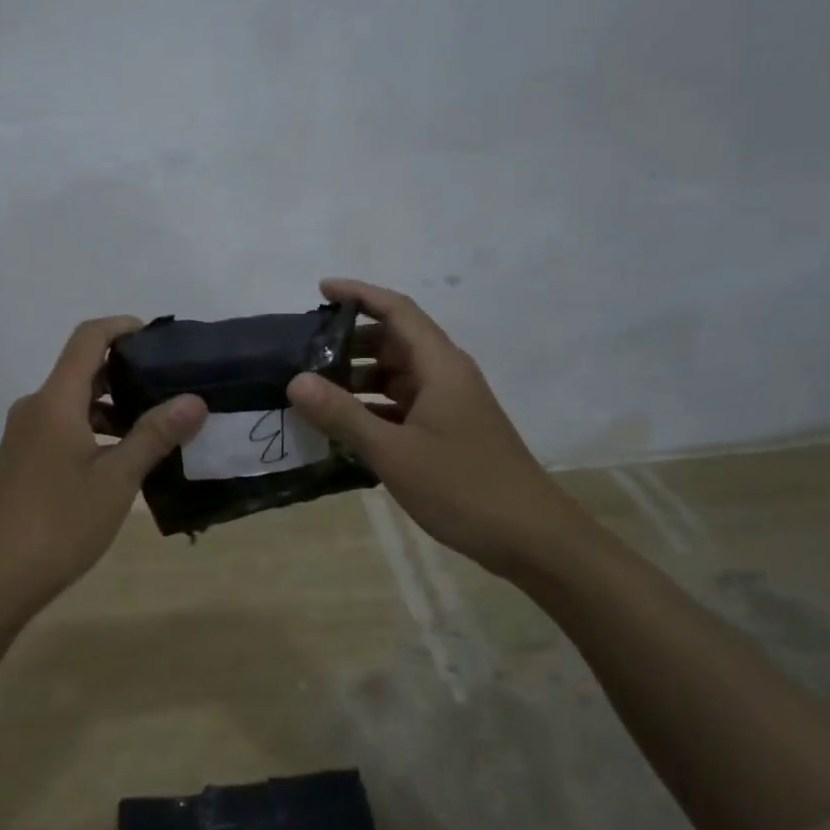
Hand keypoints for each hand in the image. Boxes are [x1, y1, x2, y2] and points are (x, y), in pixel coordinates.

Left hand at [0, 316, 205, 608]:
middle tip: (171, 387)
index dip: (122, 327)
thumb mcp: (116, 480)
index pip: (88, 338)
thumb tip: (194, 399)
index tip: (159, 338)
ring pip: (74, 401)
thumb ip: (154, 434)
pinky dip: (94, 429)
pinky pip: (63, 425)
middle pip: (82, 368)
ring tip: (156, 427)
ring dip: (112, 406)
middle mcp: (36, 406)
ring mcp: (25, 434)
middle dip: (126, 371)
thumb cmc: (59, 524)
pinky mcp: (23, 458)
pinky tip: (123, 458)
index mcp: (55, 400)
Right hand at [287, 278, 585, 575]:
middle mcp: (446, 375)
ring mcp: (450, 405)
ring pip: (397, 375)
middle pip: (394, 341)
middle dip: (350, 341)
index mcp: (440, 366)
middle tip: (304, 353)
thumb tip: (295, 380)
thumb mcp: (393, 451)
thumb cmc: (463, 487)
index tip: (320, 289)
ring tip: (314, 390)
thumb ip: (343, 414)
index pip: (396, 310)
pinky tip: (344, 427)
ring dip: (359, 378)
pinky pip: (403, 405)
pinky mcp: (449, 432)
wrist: (533, 539)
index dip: (358, 294)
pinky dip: (374, 408)